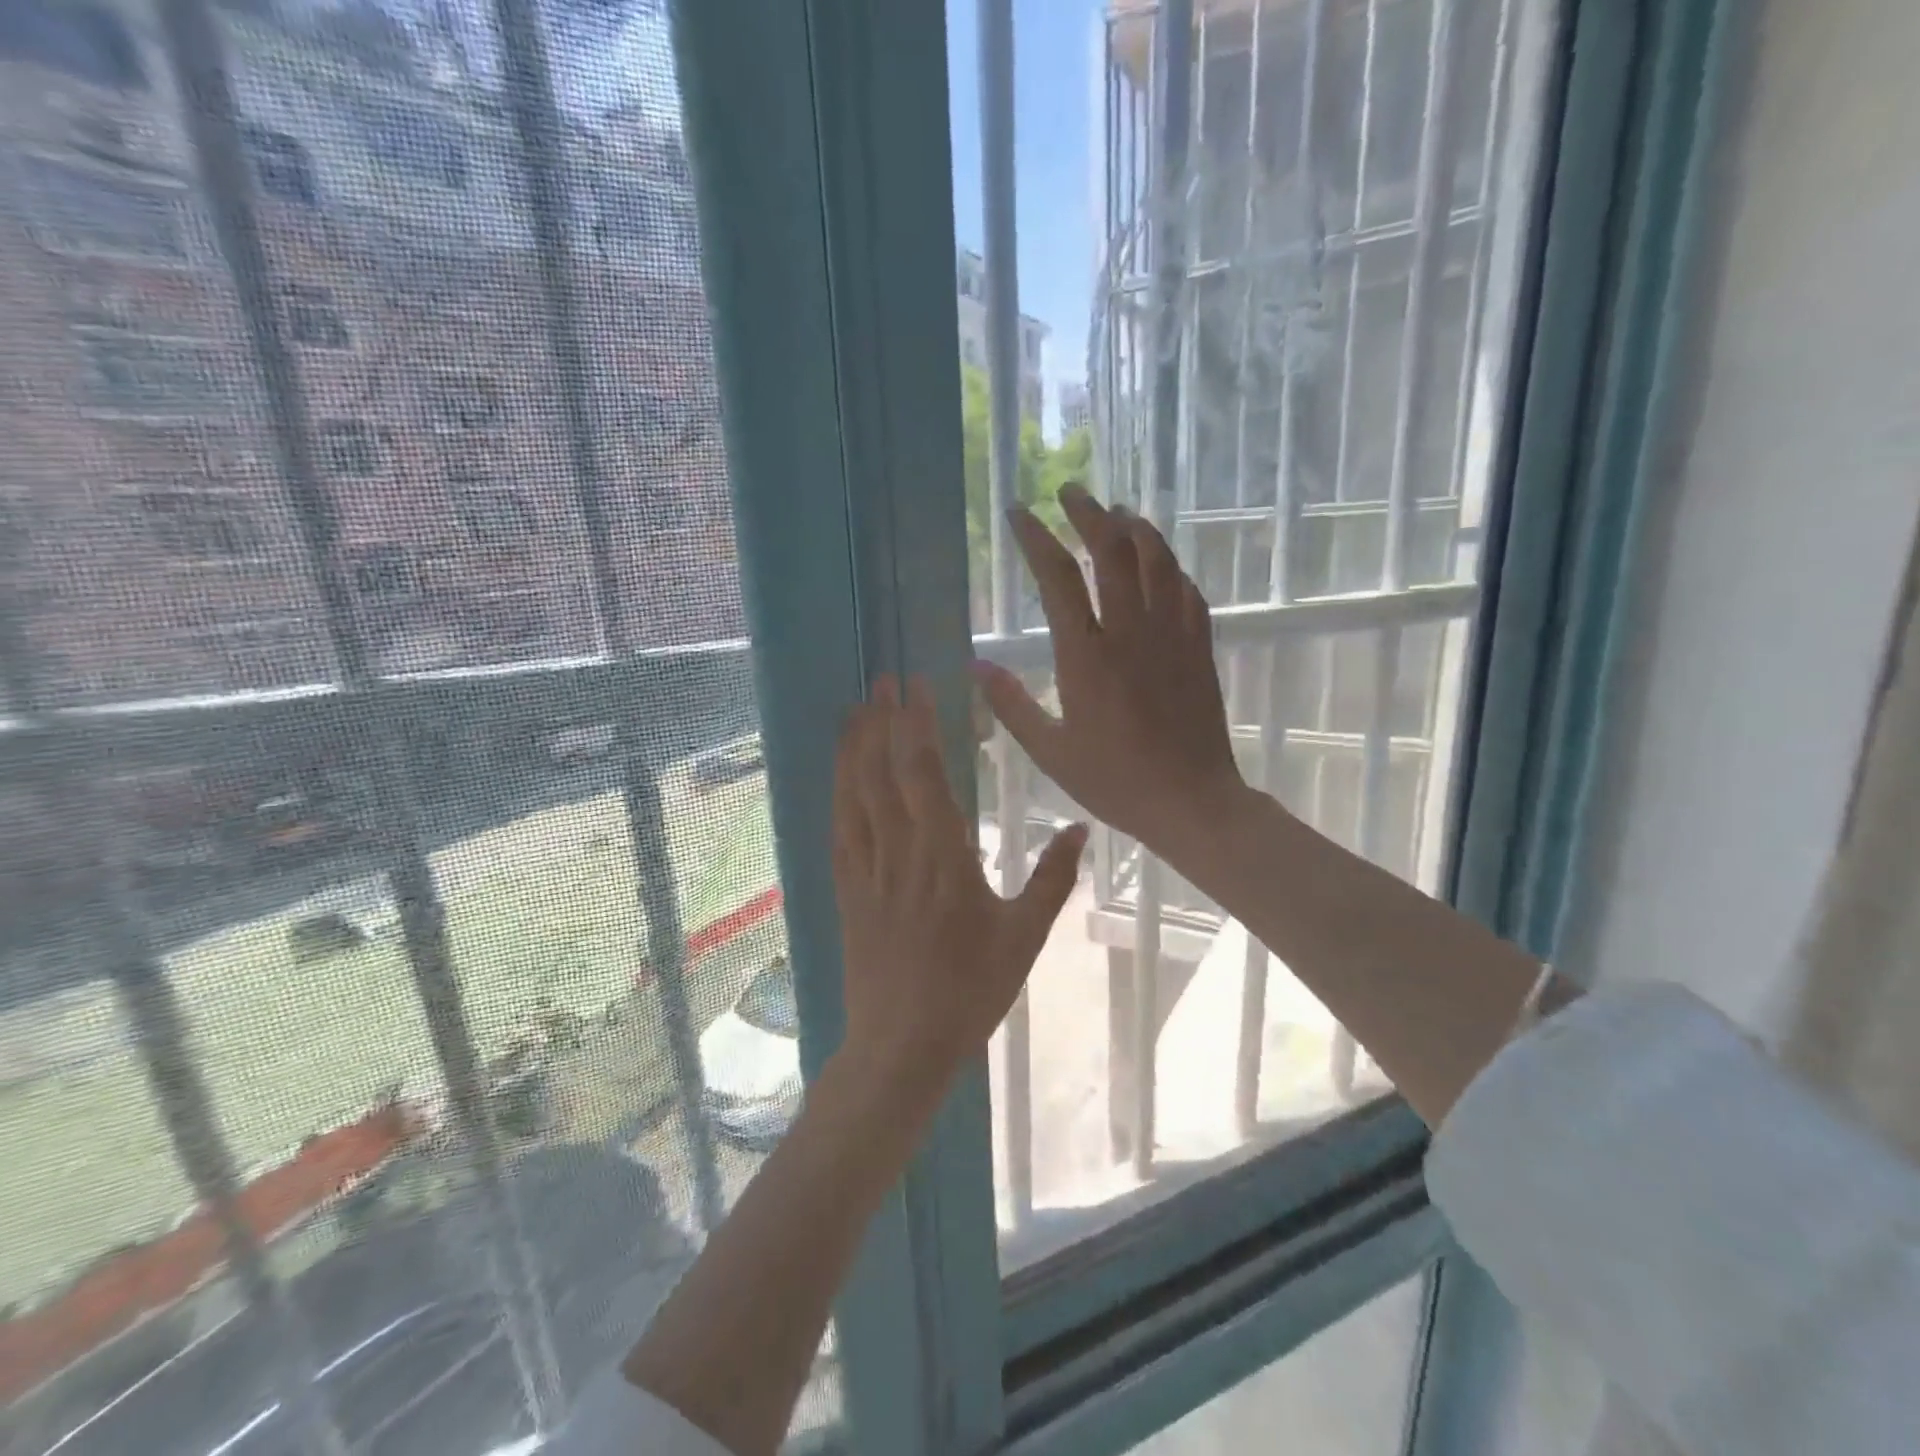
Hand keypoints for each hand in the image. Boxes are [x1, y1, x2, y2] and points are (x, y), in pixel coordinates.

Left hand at [832, 676, 1087, 1086]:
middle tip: (881, 680)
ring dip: (854, 748)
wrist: (902, 1045)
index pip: (924, 775)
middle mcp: (899, 854)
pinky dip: (837, 795)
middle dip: (881, 722)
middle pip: (883, 774)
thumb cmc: (971, 991)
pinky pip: (838, 832)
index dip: (917, 726)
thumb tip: (1081, 829)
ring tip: (854, 709)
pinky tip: (838, 775)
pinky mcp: (846, 893)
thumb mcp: (1025, 937)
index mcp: (944, 858)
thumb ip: (1053, 880)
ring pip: (854, 797)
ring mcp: (866, 872)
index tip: (915, 688)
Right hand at [971, 487, 1242, 862]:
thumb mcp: (1050, 751)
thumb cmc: (1115, 781)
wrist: (1191, 801)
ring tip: (1115, 513)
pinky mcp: (1199, 647)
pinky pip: (1186, 590)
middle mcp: (1130, 632)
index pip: (1058, 577)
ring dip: (1134, 527)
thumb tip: (975, 664)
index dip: (1036, 538)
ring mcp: (1171, 636)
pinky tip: (1159, 563)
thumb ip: (1011, 704)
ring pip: (1157, 559)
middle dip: (1088, 513)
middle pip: (1112, 550)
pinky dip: (1169, 566)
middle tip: (1069, 493)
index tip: (1018, 512)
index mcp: (1086, 656)